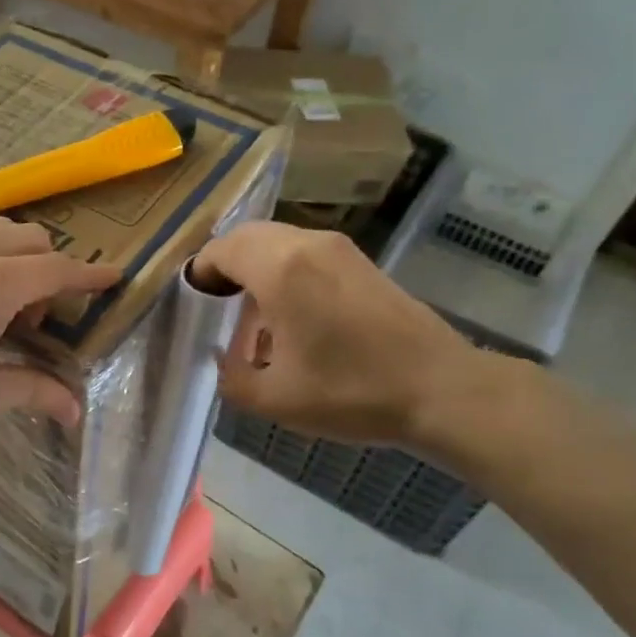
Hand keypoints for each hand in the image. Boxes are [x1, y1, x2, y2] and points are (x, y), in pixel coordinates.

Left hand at [0, 219, 120, 459]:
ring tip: (4, 311)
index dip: (89, 276)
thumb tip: (74, 410)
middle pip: (32, 240)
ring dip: (19, 260)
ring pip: (0, 230)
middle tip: (36, 324)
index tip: (116, 277)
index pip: (55, 269)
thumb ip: (34, 390)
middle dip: (49, 273)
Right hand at [194, 221, 485, 447]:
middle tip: (218, 310)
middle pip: (247, 237)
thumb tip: (221, 360)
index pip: (220, 250)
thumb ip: (230, 377)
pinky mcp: (361, 261)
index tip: (194, 309)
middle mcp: (307, 244)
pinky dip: (285, 271)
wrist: (441, 389)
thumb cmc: (351, 391)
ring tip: (254, 318)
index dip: (199, 276)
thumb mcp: (275, 399)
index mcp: (279, 268)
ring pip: (278, 242)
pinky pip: (305, 252)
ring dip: (256, 268)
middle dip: (225, 267)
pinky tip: (294, 317)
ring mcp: (339, 248)